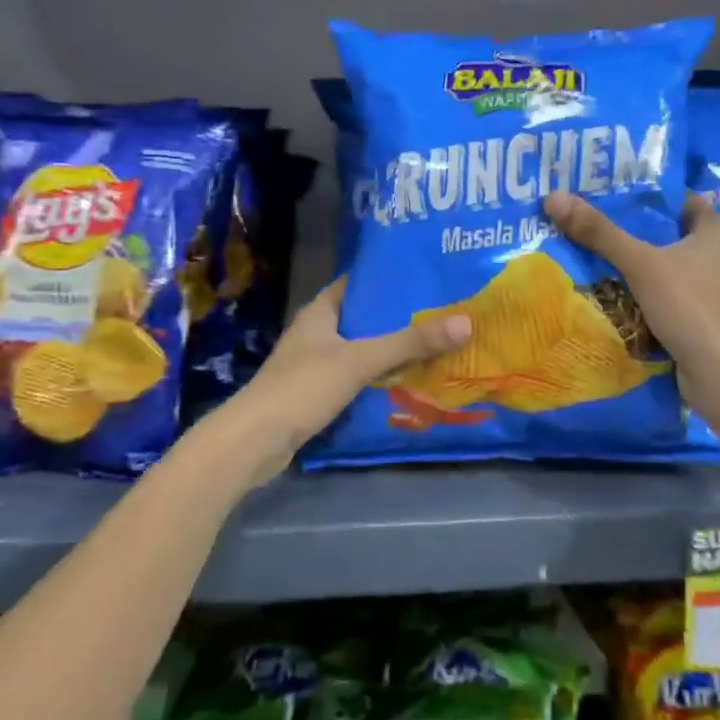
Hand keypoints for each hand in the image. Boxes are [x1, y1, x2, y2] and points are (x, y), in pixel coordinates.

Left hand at [226, 278, 471, 484]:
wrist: (253, 443)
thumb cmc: (303, 387)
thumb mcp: (360, 360)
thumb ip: (410, 343)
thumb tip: (466, 322)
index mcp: (321, 311)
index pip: (359, 283)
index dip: (391, 279)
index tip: (428, 276)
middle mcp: (318, 332)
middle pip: (366, 318)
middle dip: (401, 318)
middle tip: (444, 312)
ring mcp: (316, 364)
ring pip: (363, 350)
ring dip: (393, 350)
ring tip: (437, 345)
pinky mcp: (318, 394)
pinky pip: (357, 378)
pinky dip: (380, 378)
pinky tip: (410, 381)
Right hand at [543, 191, 719, 436]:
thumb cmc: (689, 307)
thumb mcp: (641, 264)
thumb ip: (599, 232)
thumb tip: (553, 197)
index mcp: (714, 229)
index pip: (675, 198)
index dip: (642, 191)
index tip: (603, 188)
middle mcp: (714, 253)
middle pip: (662, 231)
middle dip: (626, 227)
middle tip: (583, 216)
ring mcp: (705, 286)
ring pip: (659, 263)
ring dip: (628, 260)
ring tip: (583, 246)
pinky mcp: (694, 314)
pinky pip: (659, 291)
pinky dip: (635, 288)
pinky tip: (602, 285)